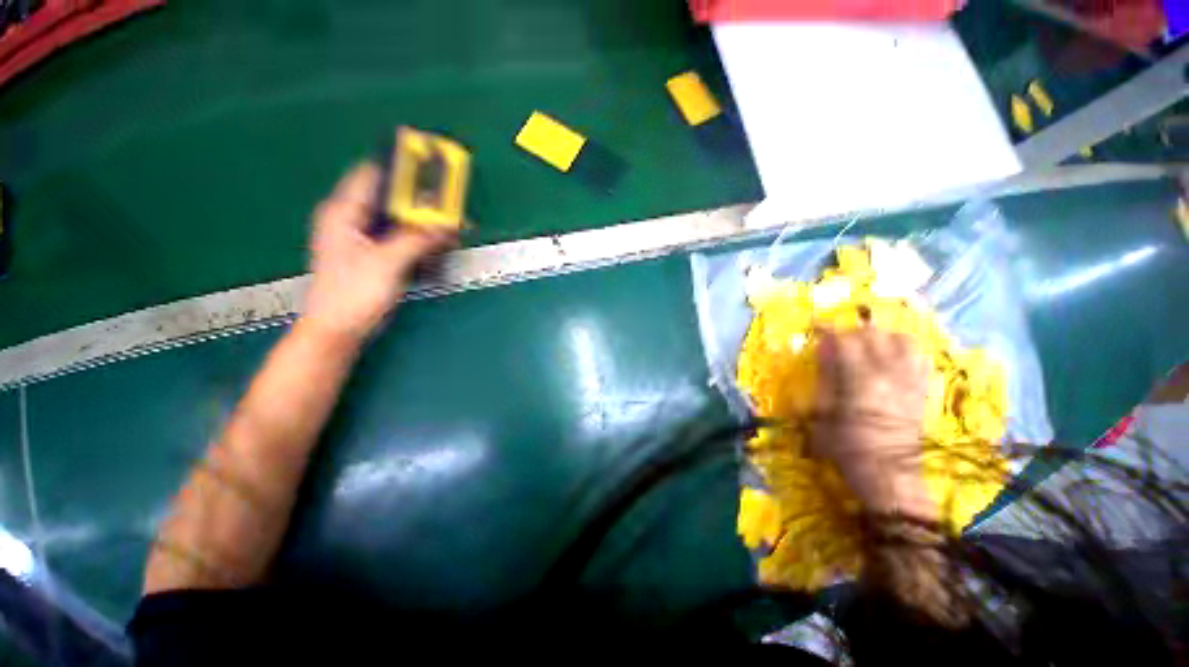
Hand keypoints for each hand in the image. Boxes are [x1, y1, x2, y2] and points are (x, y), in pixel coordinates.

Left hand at [301, 164, 456, 342]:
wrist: (340, 328)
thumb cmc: (352, 293)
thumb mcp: (386, 262)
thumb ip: (416, 239)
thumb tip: (446, 223)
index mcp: (344, 212)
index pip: (373, 175)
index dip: (401, 168)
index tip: (430, 166)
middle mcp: (354, 220)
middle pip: (393, 199)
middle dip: (422, 201)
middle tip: (450, 203)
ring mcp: (367, 239)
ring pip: (401, 220)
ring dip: (426, 222)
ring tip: (452, 225)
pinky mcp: (379, 256)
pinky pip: (405, 239)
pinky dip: (423, 239)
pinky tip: (441, 243)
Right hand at [812, 326, 934, 519]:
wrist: (890, 476)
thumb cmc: (848, 447)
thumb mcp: (824, 413)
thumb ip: (825, 378)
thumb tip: (824, 352)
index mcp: (862, 380)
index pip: (846, 340)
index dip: (829, 329)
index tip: (816, 326)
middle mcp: (891, 374)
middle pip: (875, 335)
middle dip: (852, 331)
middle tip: (838, 338)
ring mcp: (912, 381)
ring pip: (904, 340)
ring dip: (882, 336)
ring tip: (868, 343)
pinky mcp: (923, 391)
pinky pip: (921, 358)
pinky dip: (906, 350)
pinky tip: (894, 357)